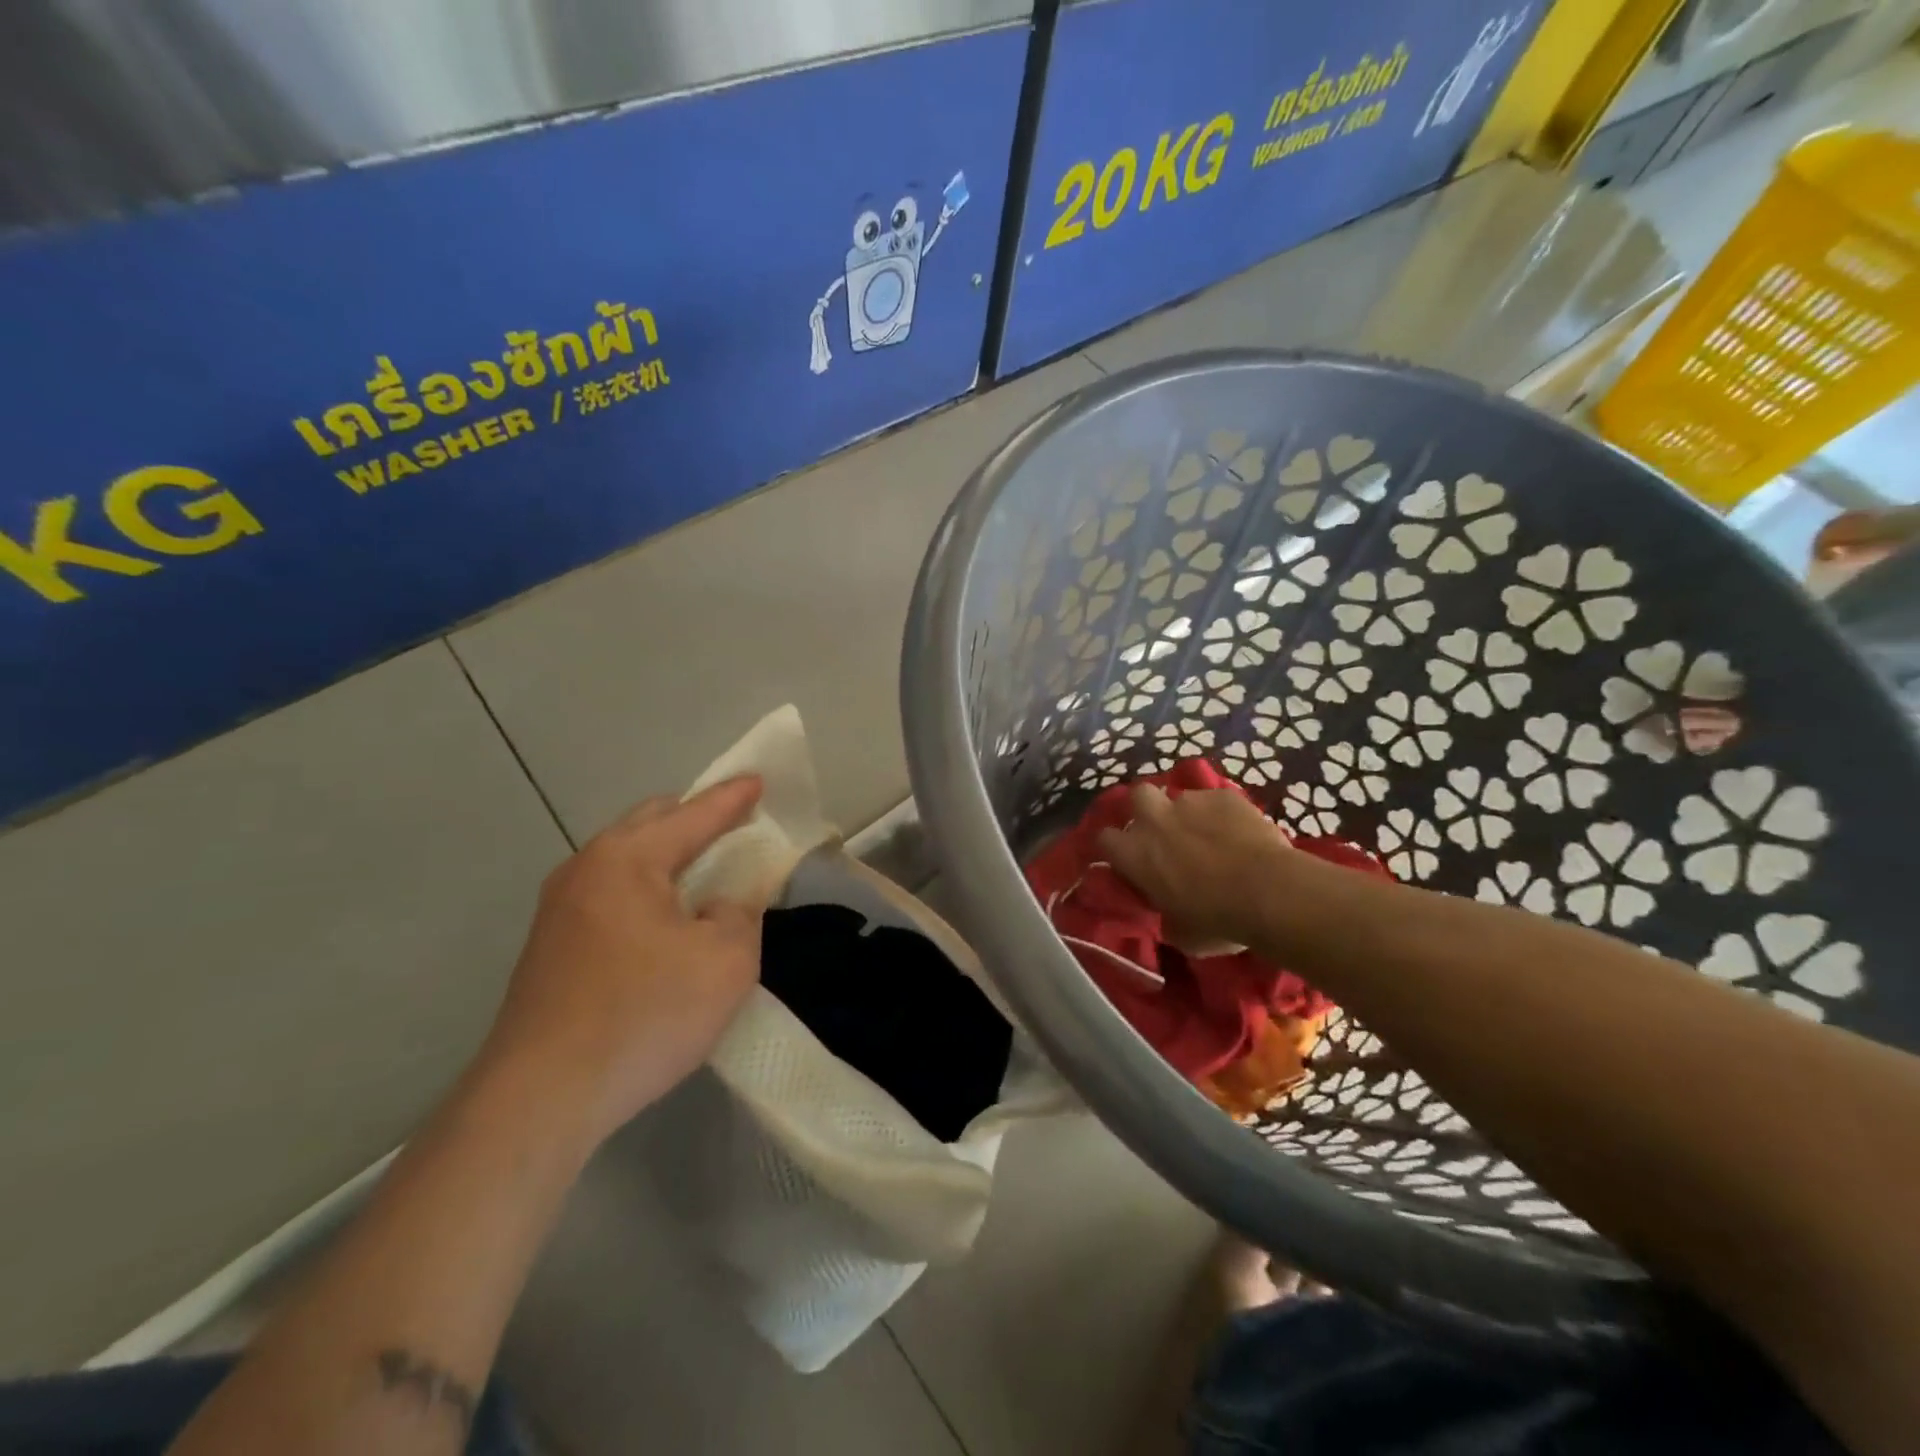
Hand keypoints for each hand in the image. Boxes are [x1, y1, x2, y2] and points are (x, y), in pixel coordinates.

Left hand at [481, 776, 765, 1142]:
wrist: (540, 1098)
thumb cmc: (644, 1015)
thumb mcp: (725, 960)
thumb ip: (739, 913)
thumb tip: (719, 904)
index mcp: (627, 859)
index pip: (693, 814)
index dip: (733, 798)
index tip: (759, 780)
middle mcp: (585, 869)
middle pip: (650, 823)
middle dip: (695, 818)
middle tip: (734, 827)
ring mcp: (559, 909)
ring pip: (625, 859)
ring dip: (668, 858)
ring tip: (704, 875)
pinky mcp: (550, 947)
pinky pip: (611, 894)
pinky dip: (646, 890)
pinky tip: (664, 923)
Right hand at [1097, 785, 1293, 953]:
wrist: (1270, 893)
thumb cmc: (1218, 921)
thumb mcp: (1180, 933)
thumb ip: (1165, 914)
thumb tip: (1169, 913)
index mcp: (1134, 854)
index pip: (1105, 839)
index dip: (1117, 848)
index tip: (1131, 861)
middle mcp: (1154, 819)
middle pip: (1138, 796)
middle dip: (1147, 809)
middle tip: (1165, 831)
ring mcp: (1190, 802)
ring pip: (1181, 798)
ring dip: (1189, 814)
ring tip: (1210, 835)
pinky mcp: (1225, 795)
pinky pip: (1216, 800)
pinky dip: (1223, 814)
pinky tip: (1240, 832)